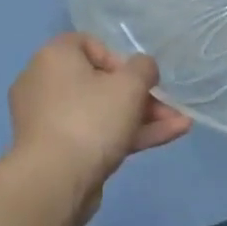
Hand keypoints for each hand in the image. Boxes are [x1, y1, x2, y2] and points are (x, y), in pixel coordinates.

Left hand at [7, 34, 191, 219]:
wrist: (55, 181)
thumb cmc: (90, 119)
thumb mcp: (129, 85)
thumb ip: (144, 68)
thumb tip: (143, 68)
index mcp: (54, 57)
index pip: (89, 44)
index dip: (120, 59)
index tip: (138, 78)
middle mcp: (45, 83)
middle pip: (100, 82)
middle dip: (142, 96)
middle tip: (168, 107)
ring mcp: (50, 120)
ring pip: (102, 112)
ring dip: (142, 117)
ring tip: (181, 124)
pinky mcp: (58, 151)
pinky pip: (96, 134)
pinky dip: (127, 135)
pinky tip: (169, 137)